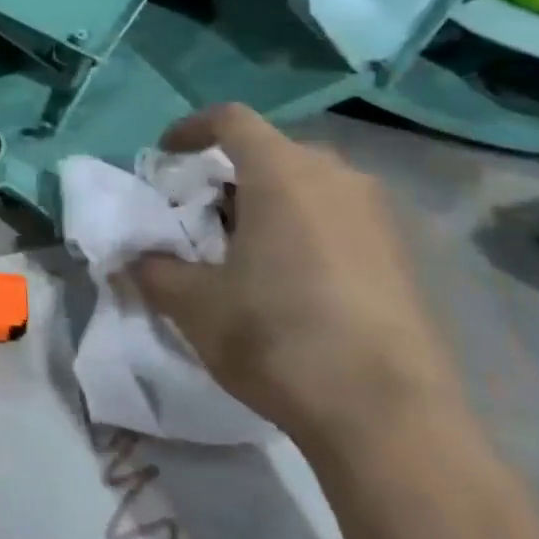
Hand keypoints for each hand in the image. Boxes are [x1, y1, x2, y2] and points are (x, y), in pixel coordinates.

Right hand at [131, 104, 465, 456]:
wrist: (389, 419)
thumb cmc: (277, 338)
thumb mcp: (194, 304)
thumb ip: (154, 269)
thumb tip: (135, 258)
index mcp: (283, 175)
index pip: (232, 120)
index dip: (191, 128)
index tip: (165, 155)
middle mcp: (337, 180)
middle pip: (273, 151)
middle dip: (229, 173)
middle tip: (200, 212)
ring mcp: (378, 218)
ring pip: (310, 186)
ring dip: (268, 202)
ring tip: (241, 248)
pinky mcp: (404, 258)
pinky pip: (340, 218)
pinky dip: (304, 229)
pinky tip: (288, 280)